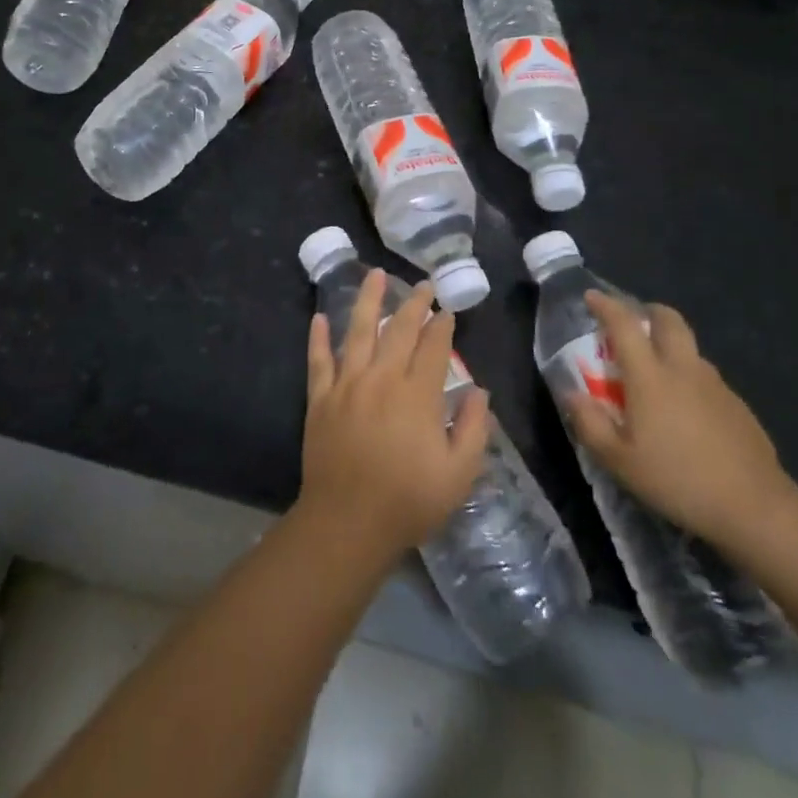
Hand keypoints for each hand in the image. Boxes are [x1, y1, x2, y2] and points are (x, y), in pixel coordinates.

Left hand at [298, 271, 490, 563]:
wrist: (347, 522)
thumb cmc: (408, 501)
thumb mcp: (459, 474)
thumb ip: (473, 428)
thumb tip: (478, 391)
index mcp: (417, 394)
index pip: (434, 348)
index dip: (443, 327)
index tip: (448, 312)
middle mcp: (382, 378)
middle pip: (400, 330)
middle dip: (415, 304)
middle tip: (423, 285)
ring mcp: (347, 385)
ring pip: (358, 331)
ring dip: (368, 300)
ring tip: (375, 274)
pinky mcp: (320, 398)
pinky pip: (318, 360)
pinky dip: (318, 337)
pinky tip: (320, 316)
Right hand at [565, 292, 793, 545]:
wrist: (754, 507)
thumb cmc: (676, 480)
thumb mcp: (618, 461)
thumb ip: (590, 424)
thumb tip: (572, 394)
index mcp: (650, 376)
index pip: (624, 325)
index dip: (606, 306)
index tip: (592, 297)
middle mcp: (683, 369)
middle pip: (669, 320)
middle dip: (648, 311)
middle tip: (634, 322)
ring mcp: (715, 385)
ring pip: (690, 349)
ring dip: (671, 346)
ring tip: (658, 373)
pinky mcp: (737, 405)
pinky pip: (707, 378)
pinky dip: (690, 378)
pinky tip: (687, 411)